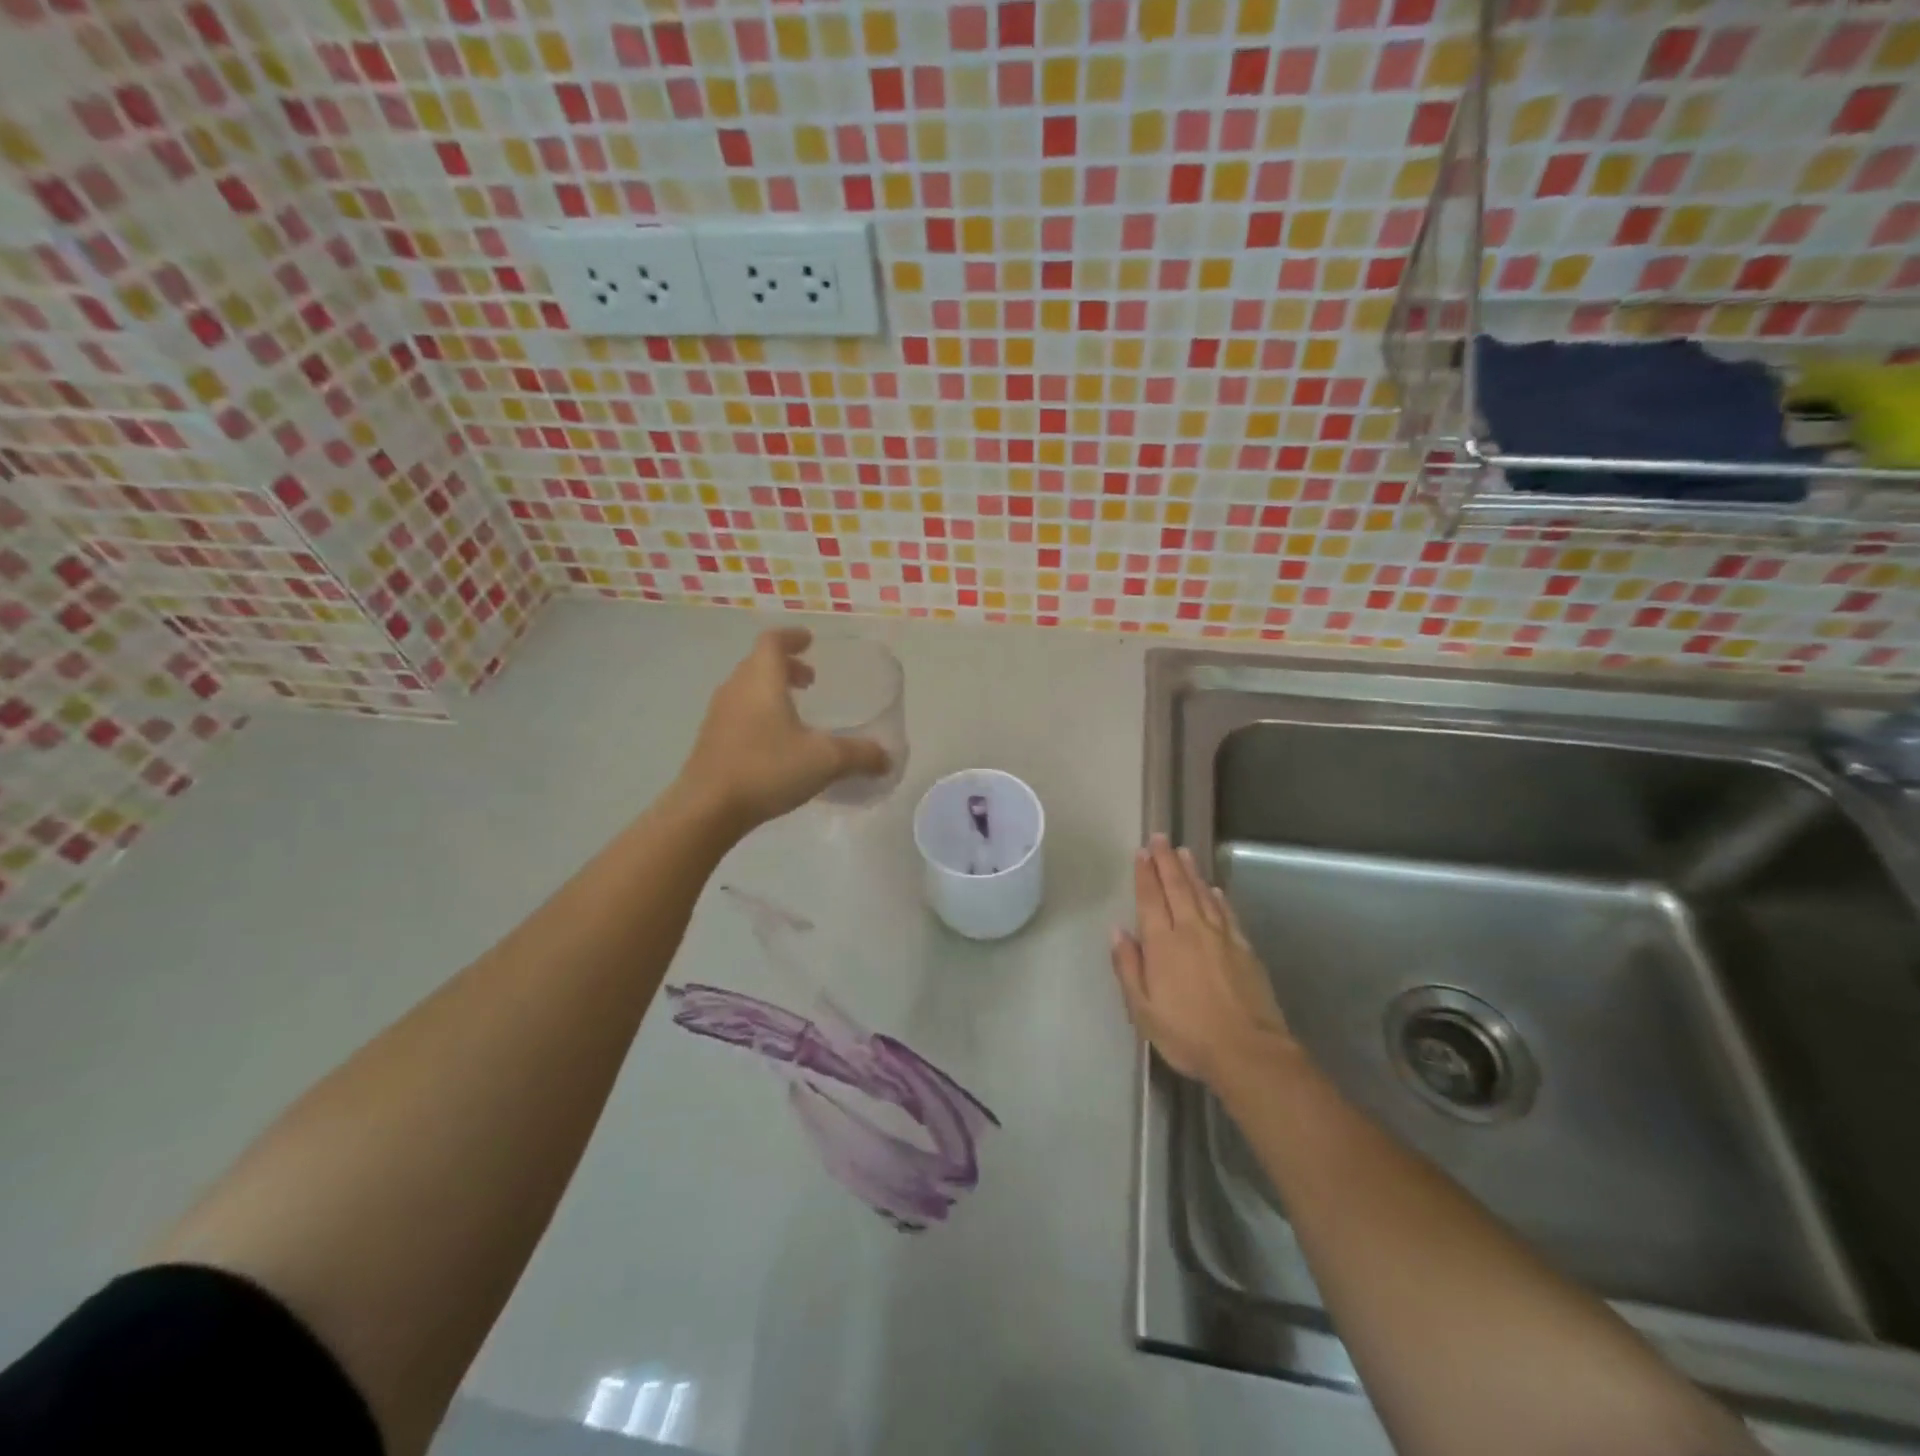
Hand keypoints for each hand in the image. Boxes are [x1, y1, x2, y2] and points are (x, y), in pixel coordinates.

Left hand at [677, 628, 889, 831]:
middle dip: (786, 667)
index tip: (810, 640)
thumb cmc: (767, 769)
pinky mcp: (711, 741)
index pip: (773, 641)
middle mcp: (736, 689)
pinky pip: (739, 714)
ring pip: (747, 689)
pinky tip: (777, 743)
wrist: (707, 808)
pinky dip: (760, 714)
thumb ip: (860, 756)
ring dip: (771, 691)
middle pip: (758, 664)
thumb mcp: (825, 761)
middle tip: (811, 681)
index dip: (792, 637)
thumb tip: (886, 759)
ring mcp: (719, 715)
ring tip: (796, 711)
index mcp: (761, 680)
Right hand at [1109, 834, 1296, 1089]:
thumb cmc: (1187, 1034)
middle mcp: (1191, 931)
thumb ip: (1128, 967)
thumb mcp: (1143, 1009)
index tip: (1142, 852)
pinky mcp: (1245, 949)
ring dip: (1191, 872)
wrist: (1248, 1052)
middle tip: (1161, 838)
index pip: (1151, 899)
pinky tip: (1214, 889)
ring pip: (1203, 894)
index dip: (1145, 874)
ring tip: (1184, 852)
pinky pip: (1227, 913)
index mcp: (1162, 944)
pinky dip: (1218, 897)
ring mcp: (1221, 937)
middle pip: (1177, 887)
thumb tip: (1118, 932)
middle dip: (1166, 861)